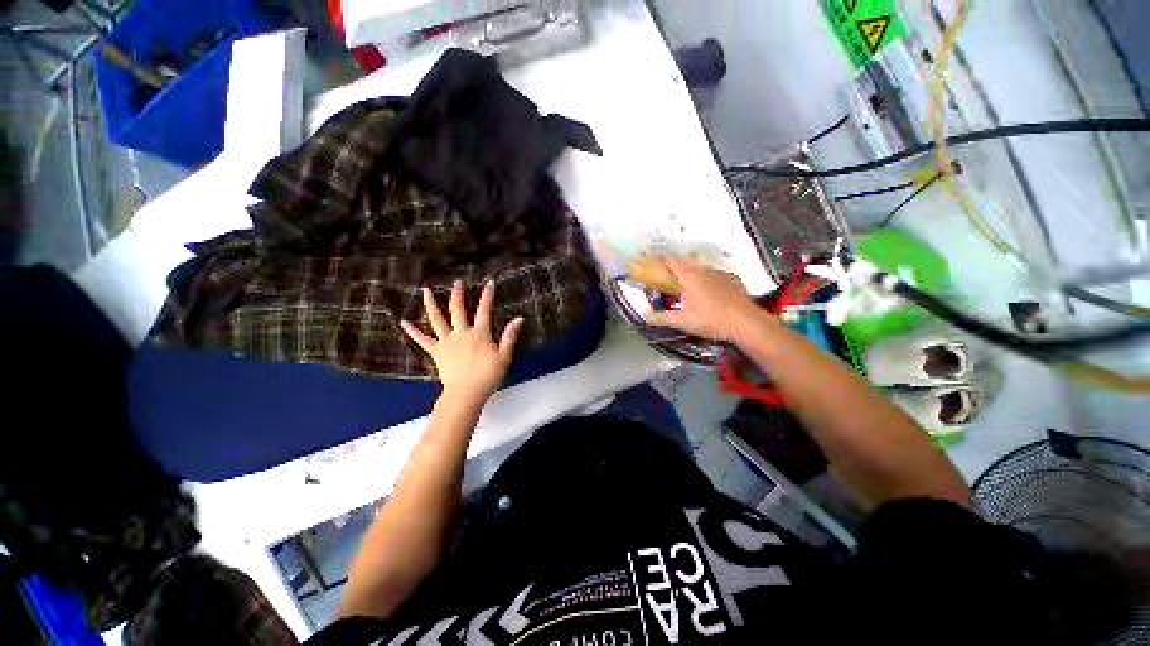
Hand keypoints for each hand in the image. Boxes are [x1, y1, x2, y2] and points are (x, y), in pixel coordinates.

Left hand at [401, 280, 523, 402]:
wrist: (466, 393)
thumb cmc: (488, 376)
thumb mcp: (504, 356)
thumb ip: (509, 336)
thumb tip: (518, 319)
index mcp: (479, 333)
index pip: (484, 310)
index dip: (487, 296)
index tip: (489, 283)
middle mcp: (461, 333)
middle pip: (458, 309)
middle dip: (458, 294)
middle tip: (457, 282)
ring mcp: (446, 342)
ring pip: (437, 319)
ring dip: (431, 304)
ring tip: (426, 290)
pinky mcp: (436, 352)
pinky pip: (422, 340)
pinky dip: (413, 331)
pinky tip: (403, 322)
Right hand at [643, 257, 761, 341]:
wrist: (746, 322)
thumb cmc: (711, 320)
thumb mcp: (683, 321)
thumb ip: (662, 318)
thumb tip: (645, 316)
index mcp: (689, 277)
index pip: (671, 262)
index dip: (660, 262)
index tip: (653, 265)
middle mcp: (704, 270)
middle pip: (685, 265)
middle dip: (675, 271)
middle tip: (669, 283)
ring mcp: (720, 273)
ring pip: (701, 270)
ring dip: (692, 276)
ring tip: (689, 290)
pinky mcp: (733, 280)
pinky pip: (715, 276)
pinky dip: (708, 282)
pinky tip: (710, 294)